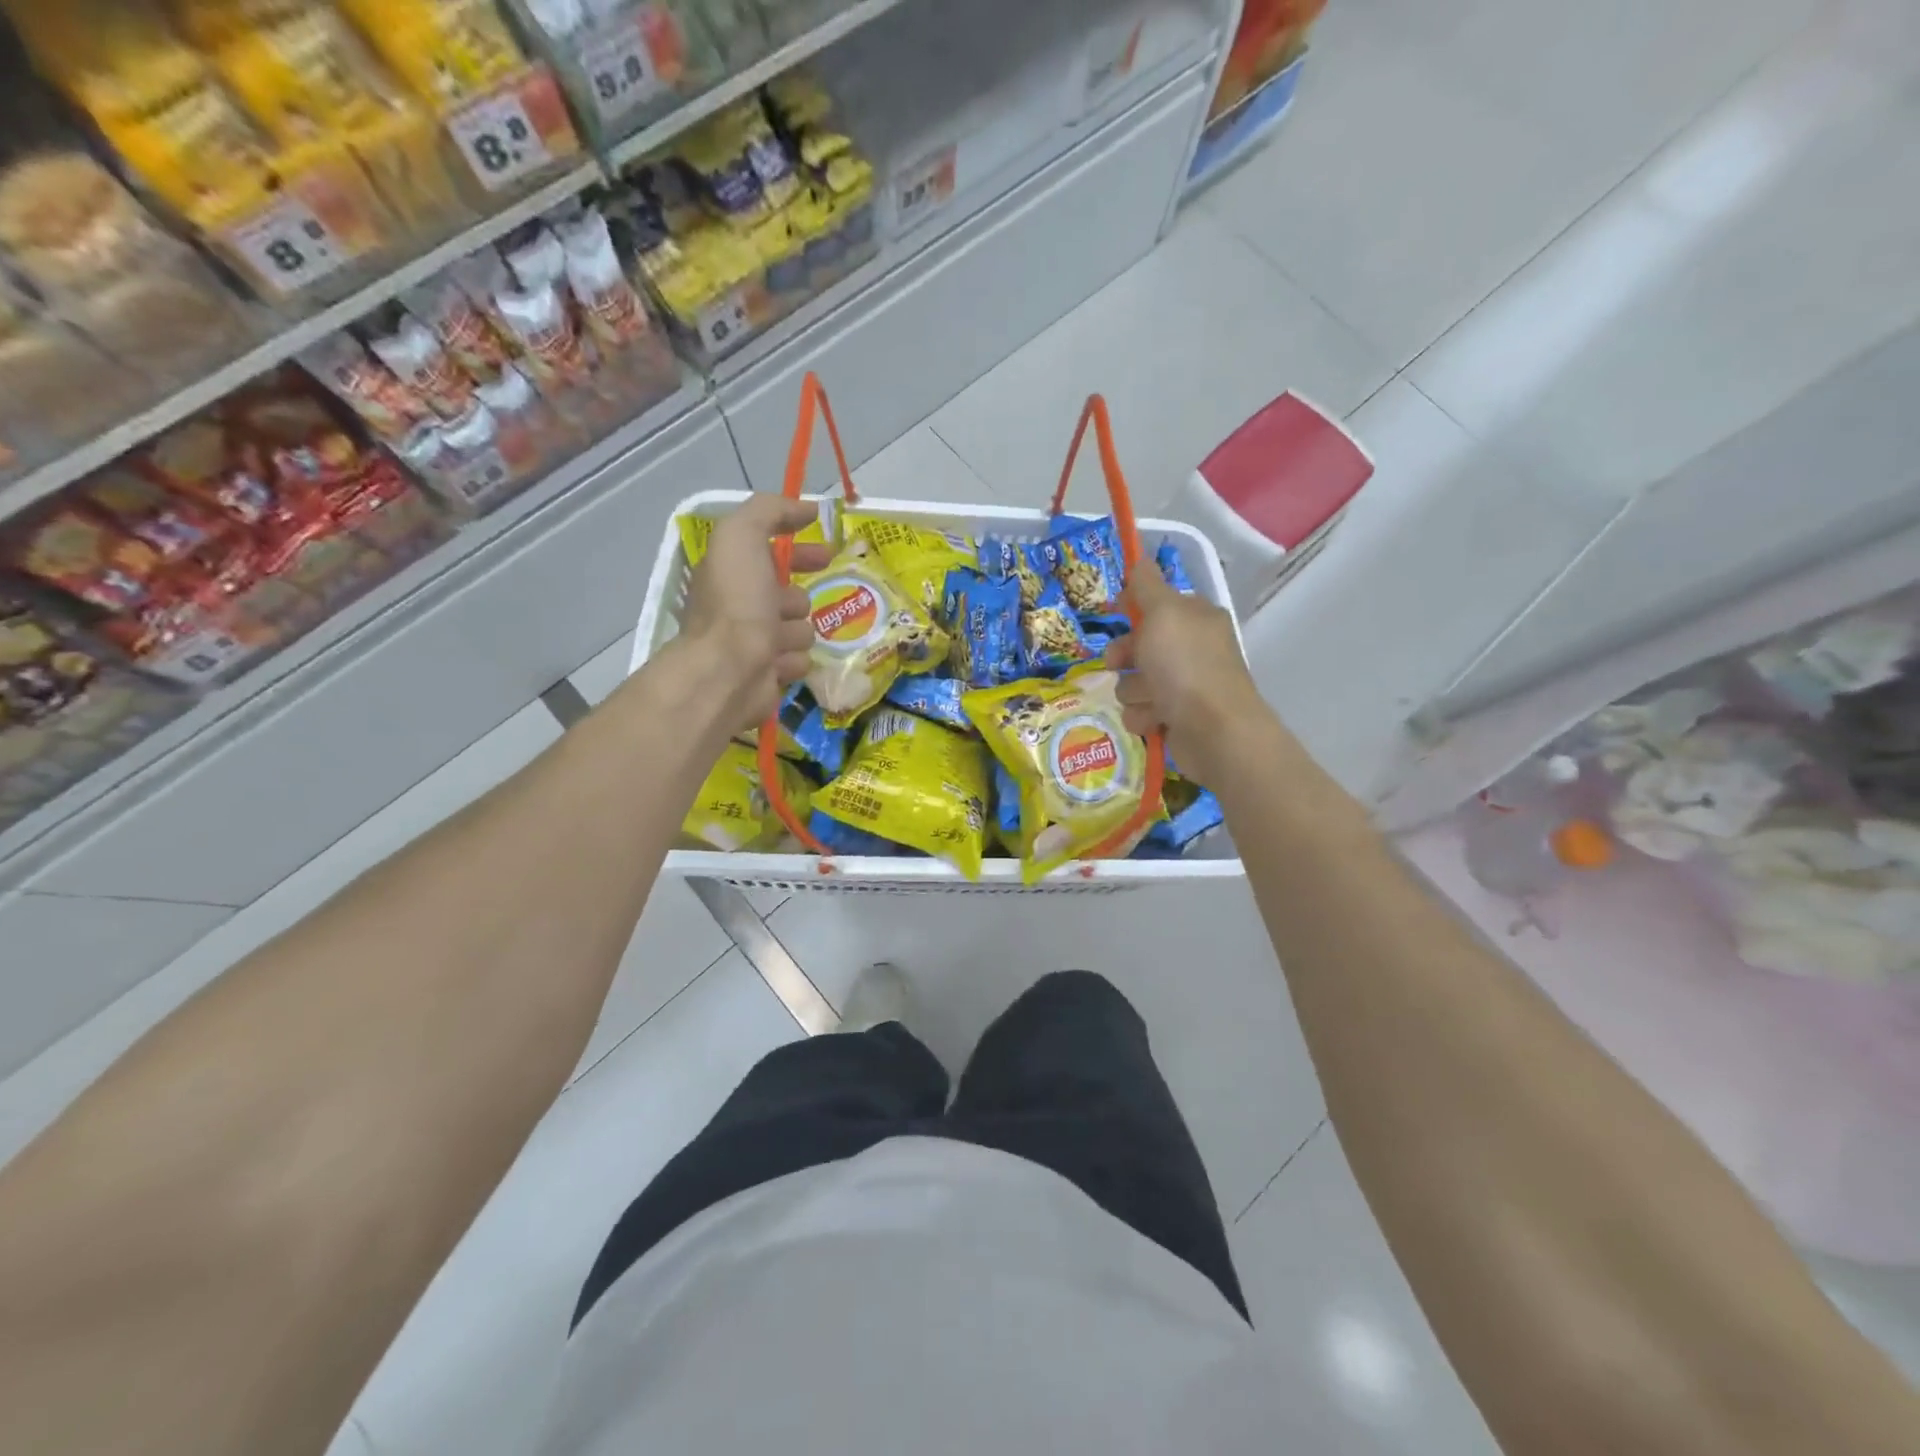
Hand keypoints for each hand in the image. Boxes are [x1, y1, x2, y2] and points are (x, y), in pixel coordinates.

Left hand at [677, 495, 831, 736]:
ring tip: (778, 638)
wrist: (728, 670)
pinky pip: (798, 660)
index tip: (828, 552)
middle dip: (799, 597)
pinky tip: (778, 661)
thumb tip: (807, 508)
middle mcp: (742, 607)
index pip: (770, 553)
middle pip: (790, 595)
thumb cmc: (736, 602)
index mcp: (732, 573)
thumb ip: (770, 511)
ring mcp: (756, 643)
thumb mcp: (742, 535)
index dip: (799, 548)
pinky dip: (792, 659)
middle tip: (804, 605)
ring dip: (795, 630)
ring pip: (800, 629)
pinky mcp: (769, 675)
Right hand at [1104, 563, 1265, 783]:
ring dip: (1135, 691)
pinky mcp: (1176, 719)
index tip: (1114, 613)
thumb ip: (1146, 586)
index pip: (1157, 603)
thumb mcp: (1163, 613)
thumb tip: (1140, 559)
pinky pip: (1141, 712)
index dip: (1133, 607)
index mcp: (1195, 618)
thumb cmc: (1186, 666)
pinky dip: (1144, 716)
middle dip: (1124, 655)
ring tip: (1150, 699)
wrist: (1214, 731)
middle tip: (1118, 663)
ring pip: (1135, 682)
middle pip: (1140, 645)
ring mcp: (1185, 686)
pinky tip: (1155, 720)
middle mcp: (1193, 649)